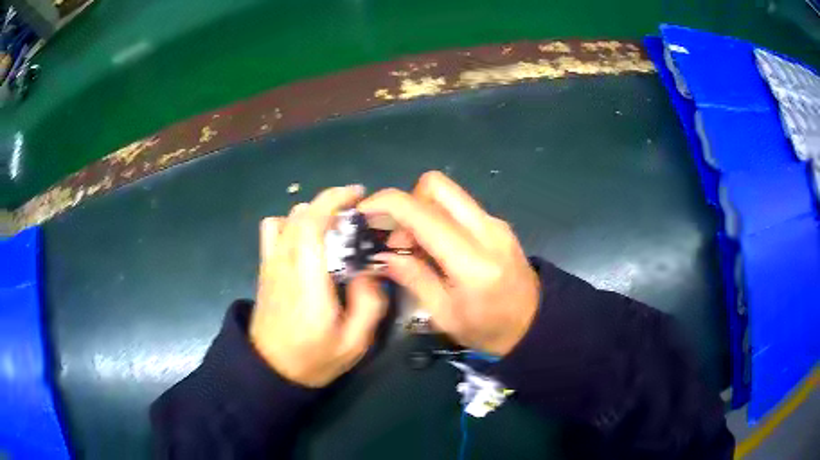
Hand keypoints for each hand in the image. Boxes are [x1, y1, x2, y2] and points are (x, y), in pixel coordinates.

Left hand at [251, 186, 386, 387]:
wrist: (271, 370)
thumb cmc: (314, 359)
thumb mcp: (355, 342)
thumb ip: (370, 303)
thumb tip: (371, 268)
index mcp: (308, 282)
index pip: (312, 224)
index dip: (335, 200)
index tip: (359, 195)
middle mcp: (284, 264)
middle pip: (301, 214)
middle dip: (331, 204)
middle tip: (356, 217)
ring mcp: (270, 265)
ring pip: (285, 218)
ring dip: (311, 214)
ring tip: (332, 229)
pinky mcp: (264, 269)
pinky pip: (272, 231)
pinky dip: (289, 224)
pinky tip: (305, 241)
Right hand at [358, 171, 539, 355]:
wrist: (534, 324)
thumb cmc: (488, 330)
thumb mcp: (444, 315)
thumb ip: (413, 278)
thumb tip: (381, 253)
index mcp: (472, 261)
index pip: (422, 213)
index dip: (385, 204)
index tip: (363, 214)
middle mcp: (486, 230)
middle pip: (435, 185)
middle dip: (406, 203)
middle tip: (398, 238)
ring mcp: (494, 222)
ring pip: (446, 193)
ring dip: (421, 212)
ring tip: (416, 249)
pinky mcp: (496, 223)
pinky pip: (458, 206)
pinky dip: (437, 218)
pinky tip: (436, 249)